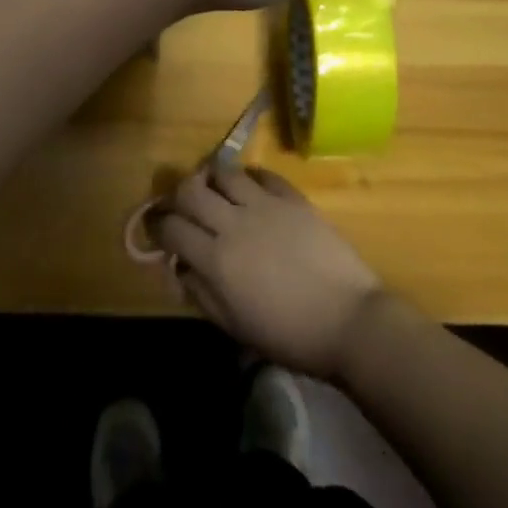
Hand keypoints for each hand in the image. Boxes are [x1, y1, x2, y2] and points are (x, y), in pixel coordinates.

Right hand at [153, 165, 385, 379]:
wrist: (349, 321)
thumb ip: (202, 295)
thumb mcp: (236, 327)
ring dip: (213, 178)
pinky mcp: (292, 197)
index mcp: (216, 260)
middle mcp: (234, 223)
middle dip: (179, 195)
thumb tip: (180, 269)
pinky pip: (262, 174)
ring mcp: (264, 204)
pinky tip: (252, 190)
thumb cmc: (289, 336)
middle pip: (191, 189)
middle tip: (184, 206)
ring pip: (224, 172)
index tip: (158, 229)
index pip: (172, 227)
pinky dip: (250, 178)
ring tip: (216, 190)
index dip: (158, 226)